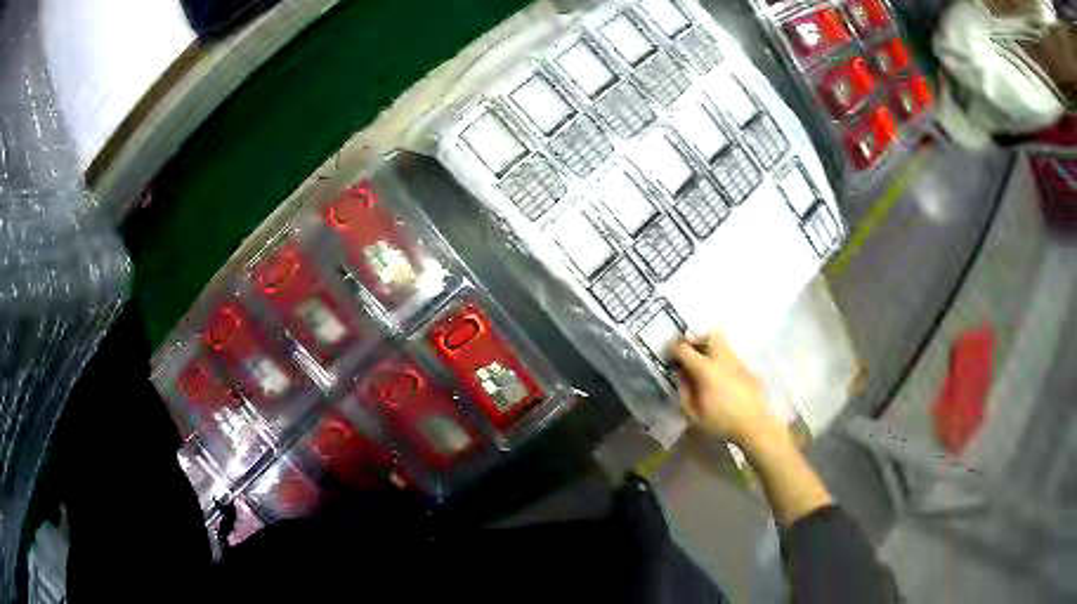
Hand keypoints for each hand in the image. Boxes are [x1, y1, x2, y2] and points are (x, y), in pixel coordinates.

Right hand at [670, 332, 786, 451]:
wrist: (753, 424)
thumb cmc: (720, 422)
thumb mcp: (693, 413)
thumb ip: (684, 391)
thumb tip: (681, 375)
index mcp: (705, 370)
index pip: (684, 349)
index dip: (674, 348)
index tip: (670, 352)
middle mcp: (721, 359)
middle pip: (709, 334)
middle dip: (697, 337)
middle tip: (691, 349)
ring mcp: (737, 361)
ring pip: (722, 343)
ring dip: (711, 347)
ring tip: (705, 363)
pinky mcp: (747, 368)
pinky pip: (731, 356)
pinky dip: (722, 359)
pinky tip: (721, 376)